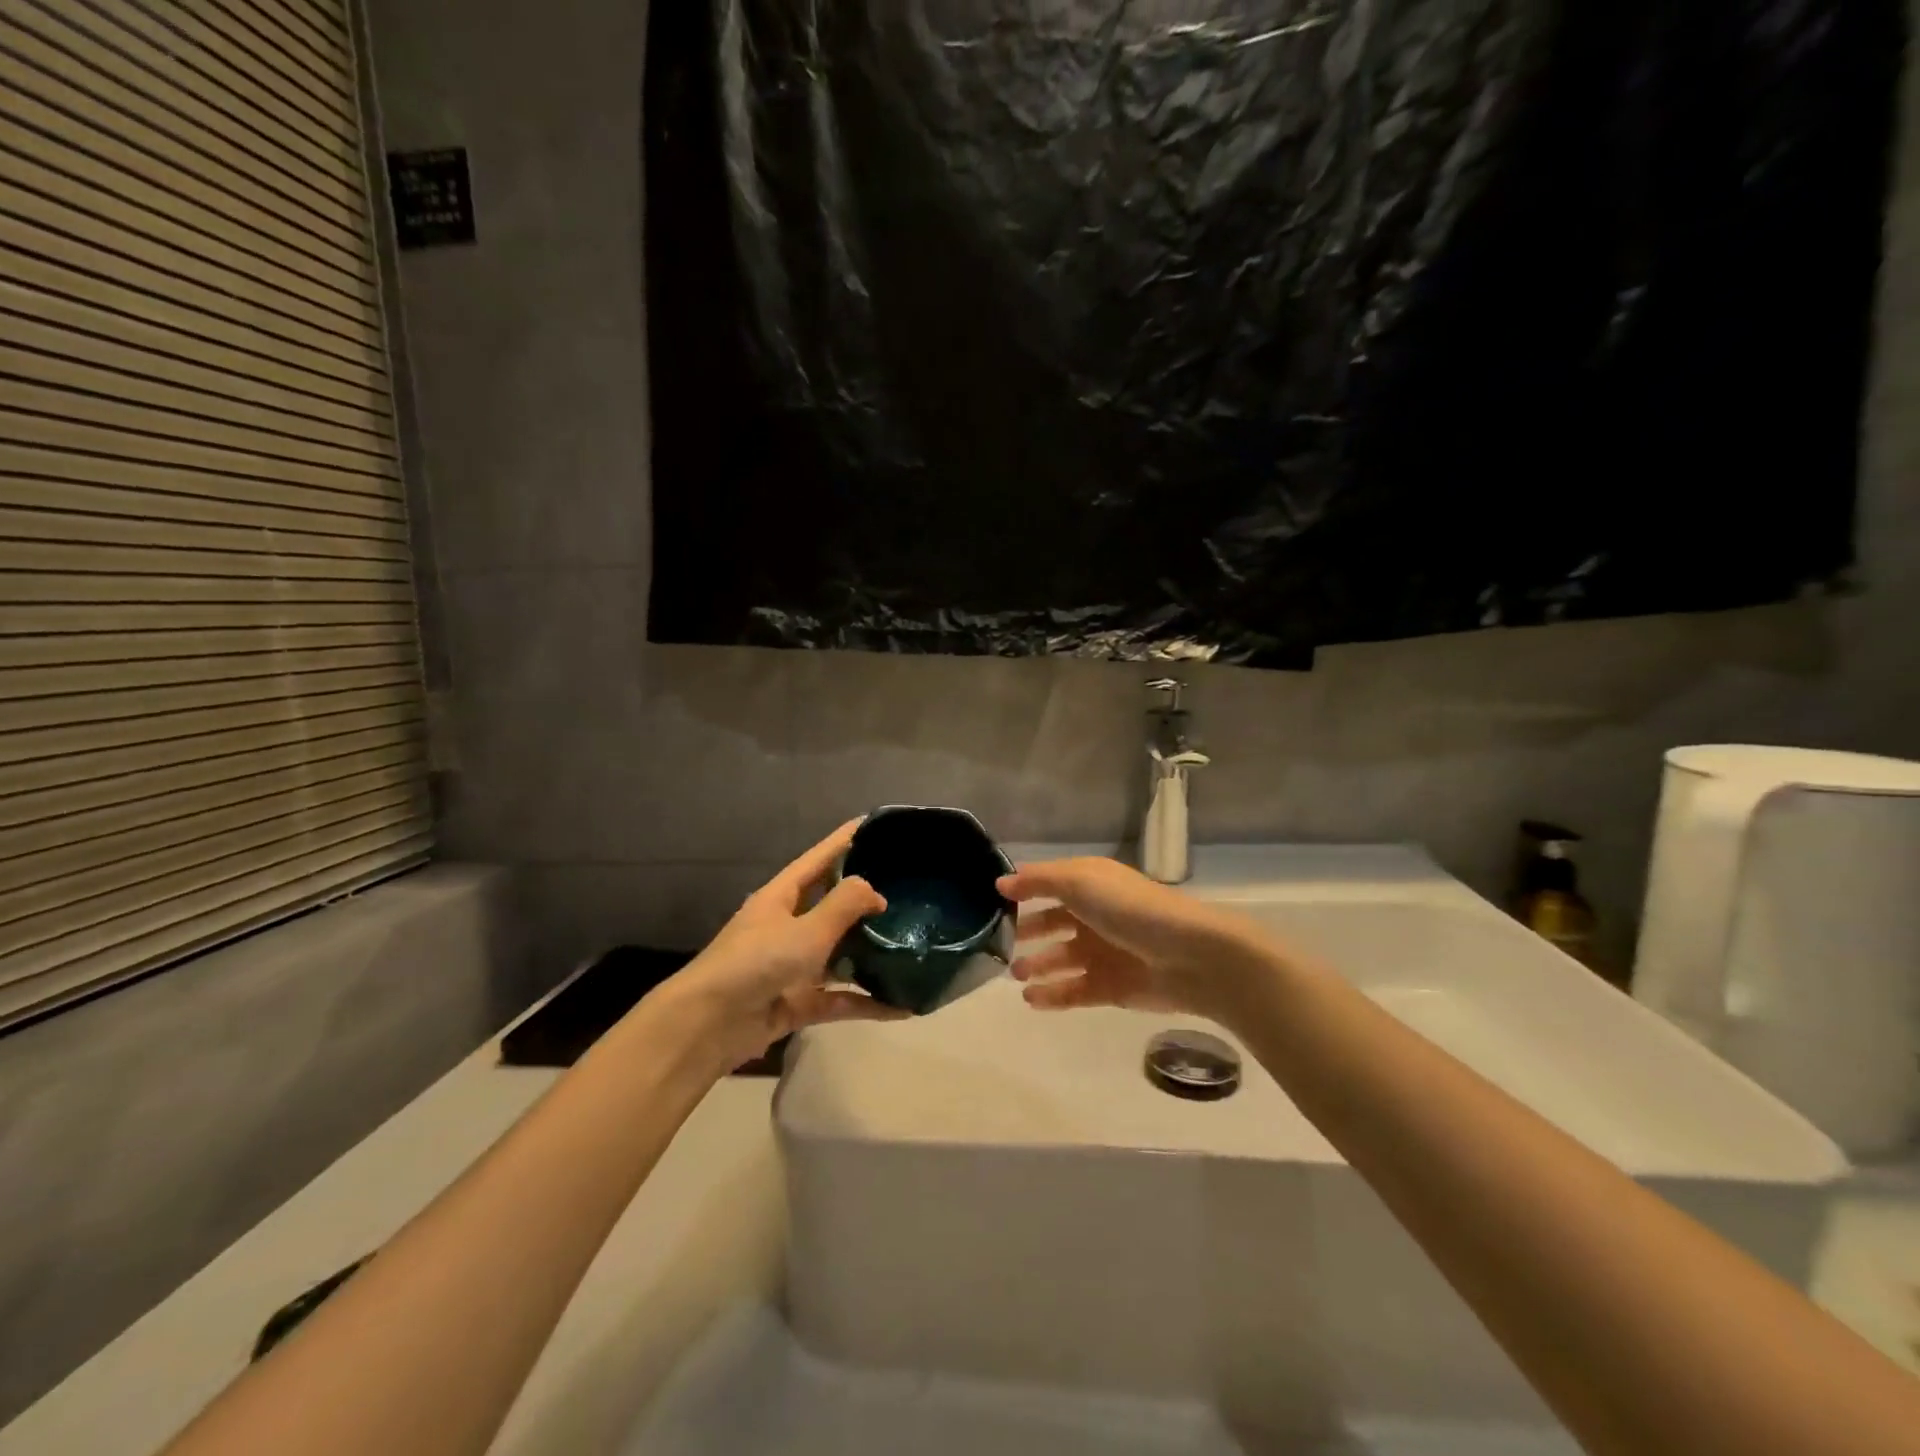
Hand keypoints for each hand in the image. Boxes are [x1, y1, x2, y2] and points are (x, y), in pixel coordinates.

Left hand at [670, 821, 905, 1069]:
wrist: (708, 1026)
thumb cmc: (756, 962)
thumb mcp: (806, 929)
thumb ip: (845, 905)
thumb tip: (877, 892)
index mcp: (782, 896)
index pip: (820, 858)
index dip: (846, 840)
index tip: (877, 825)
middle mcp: (788, 925)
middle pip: (833, 905)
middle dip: (867, 899)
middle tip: (910, 889)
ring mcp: (793, 965)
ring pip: (840, 953)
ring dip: (871, 953)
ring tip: (914, 945)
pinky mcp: (798, 1002)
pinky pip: (840, 998)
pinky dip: (867, 1002)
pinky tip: (902, 1006)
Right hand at [998, 857, 1270, 1023]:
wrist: (1189, 955)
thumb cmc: (1129, 909)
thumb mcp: (1079, 881)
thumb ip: (1038, 881)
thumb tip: (1000, 883)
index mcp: (1090, 885)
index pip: (1049, 885)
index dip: (1022, 892)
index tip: (990, 904)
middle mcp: (1094, 916)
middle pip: (1053, 923)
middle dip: (1027, 932)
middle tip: (997, 944)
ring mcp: (1103, 954)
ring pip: (1061, 959)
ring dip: (1037, 966)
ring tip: (1013, 975)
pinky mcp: (1111, 988)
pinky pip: (1074, 991)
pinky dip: (1052, 995)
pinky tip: (1030, 999)